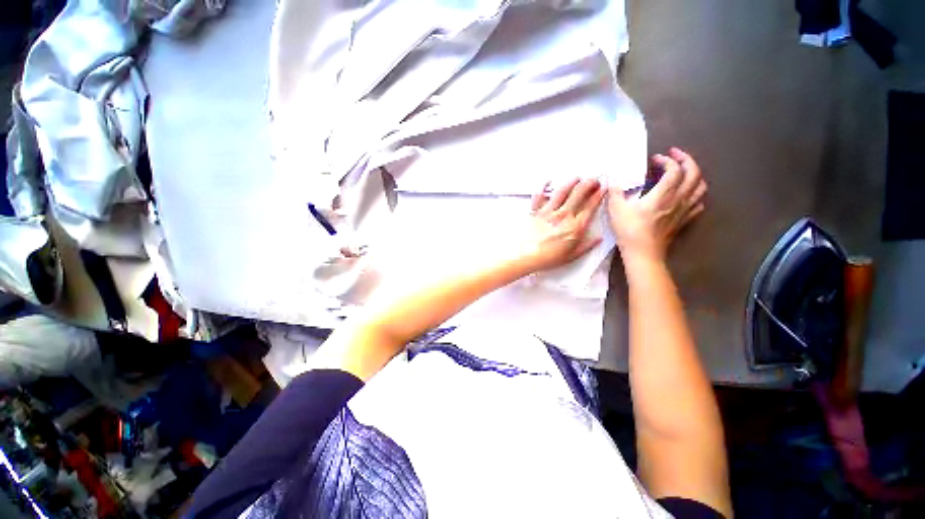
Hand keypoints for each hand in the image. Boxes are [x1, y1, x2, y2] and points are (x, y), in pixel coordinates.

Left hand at [517, 178, 604, 272]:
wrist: (527, 256)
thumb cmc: (548, 258)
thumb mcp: (571, 256)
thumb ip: (586, 246)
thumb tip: (599, 239)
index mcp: (574, 227)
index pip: (590, 206)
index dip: (599, 194)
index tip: (604, 187)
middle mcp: (563, 215)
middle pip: (578, 194)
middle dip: (589, 183)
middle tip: (594, 179)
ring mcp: (548, 212)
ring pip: (561, 191)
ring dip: (571, 182)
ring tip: (577, 177)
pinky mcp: (535, 212)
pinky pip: (539, 196)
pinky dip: (542, 187)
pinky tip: (547, 181)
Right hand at [607, 147, 706, 263]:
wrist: (643, 253)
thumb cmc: (629, 230)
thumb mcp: (616, 210)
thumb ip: (615, 193)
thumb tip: (612, 181)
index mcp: (663, 194)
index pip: (674, 169)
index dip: (666, 160)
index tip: (654, 159)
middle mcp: (678, 199)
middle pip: (694, 173)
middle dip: (686, 159)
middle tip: (674, 155)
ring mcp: (684, 210)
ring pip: (700, 187)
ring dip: (695, 174)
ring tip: (683, 172)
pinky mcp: (684, 220)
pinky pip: (698, 203)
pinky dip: (695, 194)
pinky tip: (686, 195)